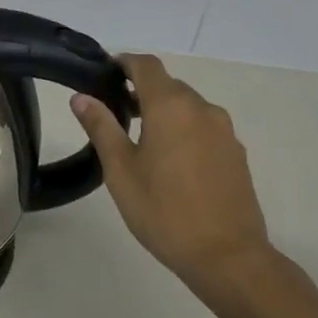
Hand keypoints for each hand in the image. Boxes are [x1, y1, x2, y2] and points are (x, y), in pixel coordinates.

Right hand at [71, 55, 274, 298]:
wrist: (227, 255)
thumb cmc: (164, 211)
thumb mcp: (121, 170)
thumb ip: (102, 127)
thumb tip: (82, 97)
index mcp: (171, 107)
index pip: (146, 66)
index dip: (124, 63)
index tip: (104, 72)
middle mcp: (203, 109)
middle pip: (168, 85)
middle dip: (141, 90)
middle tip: (113, 112)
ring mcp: (224, 131)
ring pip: (188, 107)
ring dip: (163, 112)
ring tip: (139, 139)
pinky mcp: (235, 153)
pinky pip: (203, 128)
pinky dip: (183, 131)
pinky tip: (170, 162)